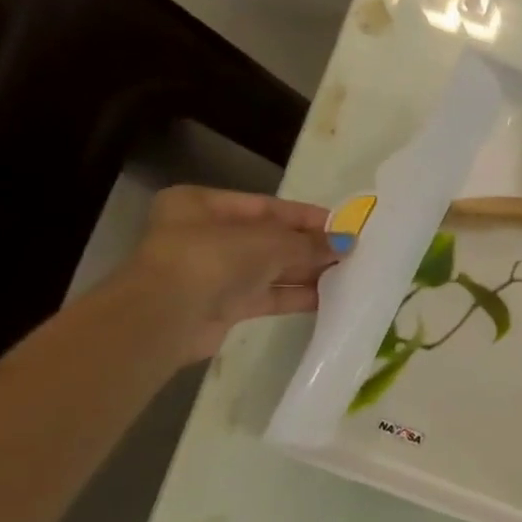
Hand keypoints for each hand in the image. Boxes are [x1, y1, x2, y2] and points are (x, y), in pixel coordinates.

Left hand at [116, 186, 336, 362]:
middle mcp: (207, 234)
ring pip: (272, 268)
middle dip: (311, 247)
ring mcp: (215, 271)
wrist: (168, 316)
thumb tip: (348, 243)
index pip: (267, 206)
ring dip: (308, 272)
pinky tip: (331, 297)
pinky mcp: (225, 304)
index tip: (344, 226)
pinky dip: (297, 296)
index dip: (307, 217)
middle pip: (271, 238)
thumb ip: (311, 243)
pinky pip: (269, 295)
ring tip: (350, 275)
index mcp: (204, 205)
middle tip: (353, 253)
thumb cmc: (213, 258)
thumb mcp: (271, 242)